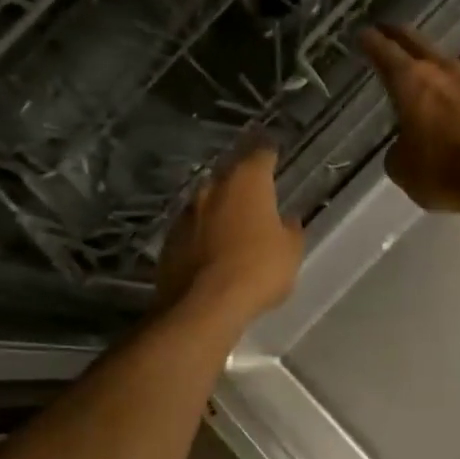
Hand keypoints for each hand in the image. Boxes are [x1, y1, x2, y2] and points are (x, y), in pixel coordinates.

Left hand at [157, 147, 303, 327]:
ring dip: (219, 207)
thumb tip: (286, 220)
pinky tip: (211, 248)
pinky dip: (203, 233)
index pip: (261, 154)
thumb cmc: (257, 270)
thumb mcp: (290, 252)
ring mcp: (187, 212)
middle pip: (230, 174)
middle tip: (255, 191)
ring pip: (208, 201)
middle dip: (242, 181)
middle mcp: (213, 187)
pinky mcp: (169, 238)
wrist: (202, 305)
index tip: (273, 153)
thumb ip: (290, 230)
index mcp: (247, 182)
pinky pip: (192, 228)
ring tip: (232, 222)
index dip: (269, 153)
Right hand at [362, 25, 459, 217]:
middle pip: (420, 46)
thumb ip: (399, 153)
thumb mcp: (406, 172)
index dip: (373, 43)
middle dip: (401, 37)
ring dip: (437, 69)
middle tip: (389, 30)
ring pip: (452, 67)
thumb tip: (405, 147)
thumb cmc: (450, 172)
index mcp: (413, 84)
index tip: (364, 33)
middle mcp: (447, 74)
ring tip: (429, 76)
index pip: (386, 55)